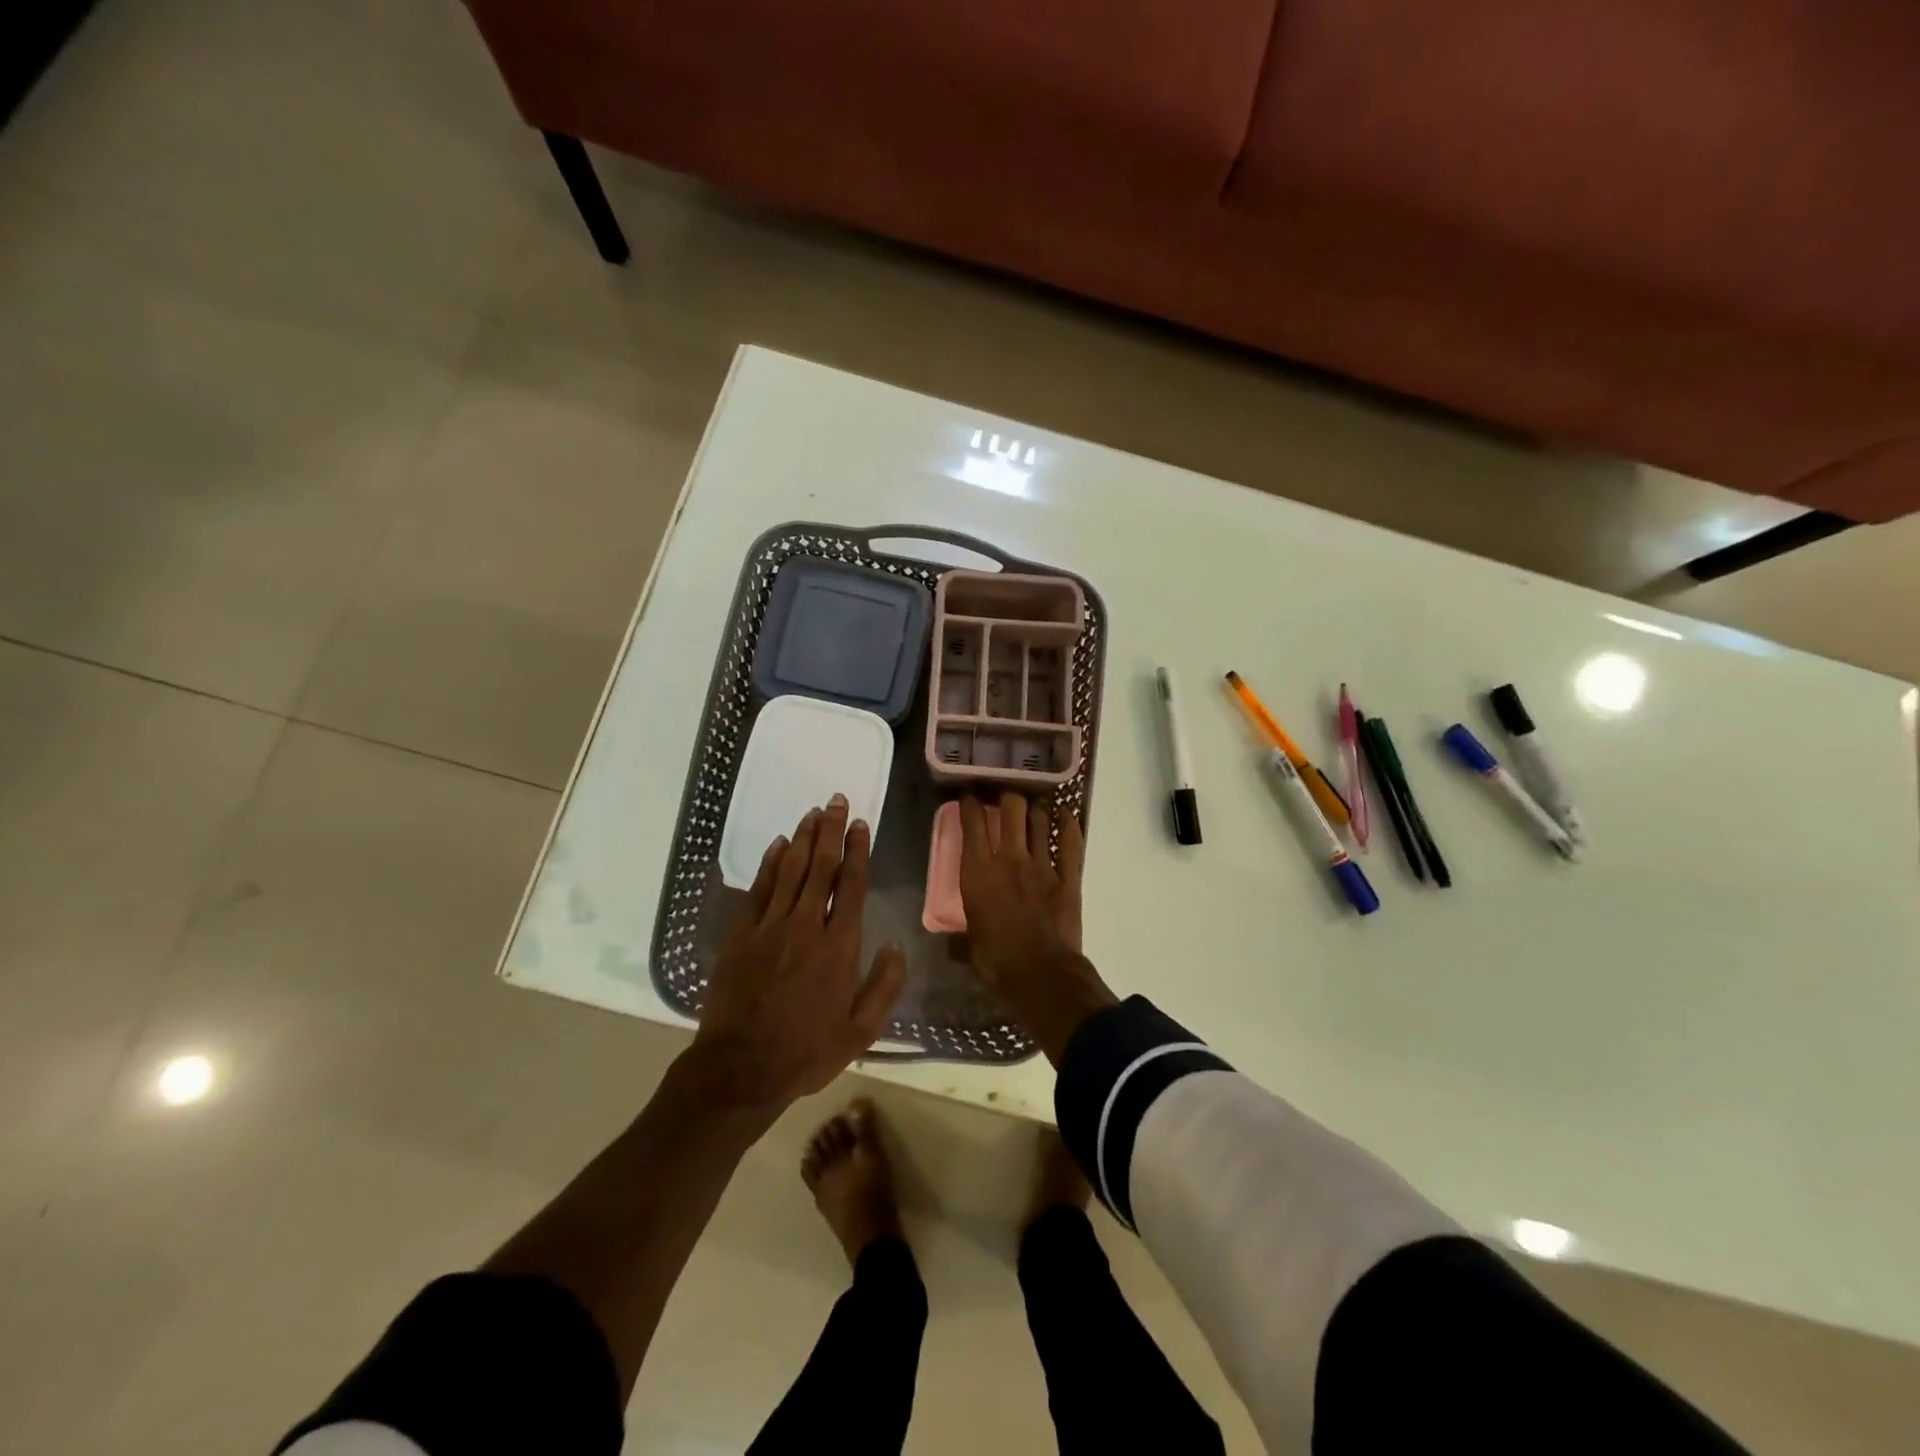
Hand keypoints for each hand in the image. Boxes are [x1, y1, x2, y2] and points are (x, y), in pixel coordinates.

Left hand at [688, 796, 905, 1111]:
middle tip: (836, 801)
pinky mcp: (741, 935)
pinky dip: (770, 864)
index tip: (861, 824)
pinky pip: (759, 890)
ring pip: (790, 871)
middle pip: (821, 868)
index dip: (858, 851)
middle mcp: (806, 927)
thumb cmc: (807, 1052)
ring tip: (813, 812)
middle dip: (831, 831)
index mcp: (839, 948)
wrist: (740, 1070)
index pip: (851, 886)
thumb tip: (897, 944)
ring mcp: (770, 928)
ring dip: (804, 839)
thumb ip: (884, 985)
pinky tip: (779, 844)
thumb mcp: (861, 1031)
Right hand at [959, 791, 1082, 987]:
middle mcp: (1009, 858)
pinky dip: (1068, 823)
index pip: (972, 822)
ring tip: (1030, 807)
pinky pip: (1070, 840)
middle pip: (1010, 808)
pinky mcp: (1068, 876)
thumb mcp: (969, 945)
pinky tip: (1064, 814)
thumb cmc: (997, 964)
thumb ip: (964, 931)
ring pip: (1038, 819)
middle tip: (1003, 798)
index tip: (969, 795)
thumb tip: (956, 939)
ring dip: (1034, 810)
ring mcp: (1042, 864)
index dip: (970, 803)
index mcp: (977, 872)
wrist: (1042, 977)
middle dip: (1006, 796)